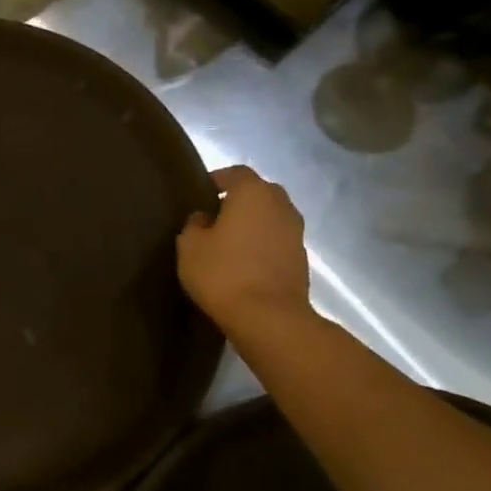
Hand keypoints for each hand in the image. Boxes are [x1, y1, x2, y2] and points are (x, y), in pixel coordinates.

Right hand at [177, 166, 311, 336]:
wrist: (268, 316)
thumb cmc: (222, 273)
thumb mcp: (190, 246)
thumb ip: (195, 224)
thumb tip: (205, 217)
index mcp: (253, 193)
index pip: (235, 173)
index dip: (217, 180)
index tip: (200, 193)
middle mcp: (280, 205)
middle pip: (259, 192)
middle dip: (238, 200)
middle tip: (214, 216)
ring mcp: (296, 232)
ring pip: (271, 216)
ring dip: (253, 223)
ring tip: (229, 241)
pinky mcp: (301, 258)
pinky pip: (277, 239)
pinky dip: (263, 243)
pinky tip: (244, 261)